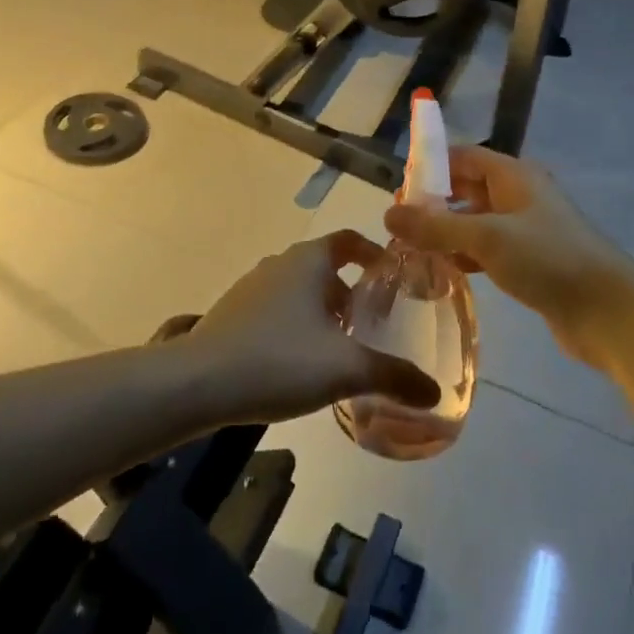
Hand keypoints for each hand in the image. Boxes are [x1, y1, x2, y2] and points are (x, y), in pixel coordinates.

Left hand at [165, 233, 441, 423]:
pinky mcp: (232, 313)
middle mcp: (280, 264)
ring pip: (299, 290)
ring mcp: (251, 287)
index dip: (373, 253)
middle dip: (351, 292)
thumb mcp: (346, 369)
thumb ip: (394, 377)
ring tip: (339, 348)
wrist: (198, 383)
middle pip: (325, 267)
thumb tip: (434, 393)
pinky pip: (275, 310)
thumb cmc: (279, 360)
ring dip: (322, 310)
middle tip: (372, 324)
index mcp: (309, 261)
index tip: (392, 277)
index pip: (349, 240)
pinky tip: (298, 364)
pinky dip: (295, 325)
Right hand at [384, 146, 633, 369]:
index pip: (464, 156)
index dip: (431, 166)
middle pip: (468, 188)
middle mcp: (520, 196)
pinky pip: (488, 250)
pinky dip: (465, 256)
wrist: (610, 312)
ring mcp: (527, 230)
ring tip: (412, 249)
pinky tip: (444, 272)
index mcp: (514, 176)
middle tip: (399, 224)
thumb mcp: (486, 238)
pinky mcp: (530, 262)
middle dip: (434, 202)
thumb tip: (387, 215)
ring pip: (476, 221)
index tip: (398, 190)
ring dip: (447, 232)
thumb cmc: (548, 259)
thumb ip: (435, 226)